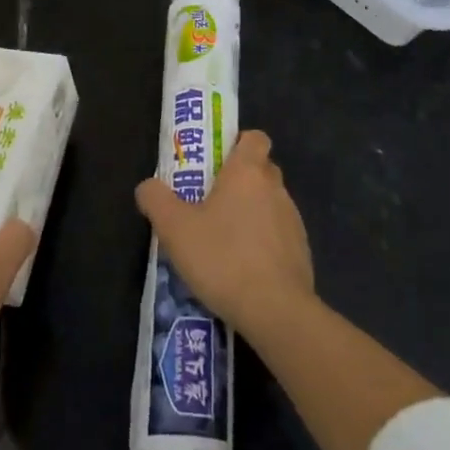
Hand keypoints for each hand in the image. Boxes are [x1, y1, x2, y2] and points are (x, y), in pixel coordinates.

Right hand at [135, 130, 315, 340]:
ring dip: (251, 213)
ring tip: (223, 241)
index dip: (237, 144)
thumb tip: (147, 186)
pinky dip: (263, 242)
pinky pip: (279, 234)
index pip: (254, 138)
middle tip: (210, 202)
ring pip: (270, 203)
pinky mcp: (302, 251)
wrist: (276, 311)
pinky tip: (242, 268)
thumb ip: (156, 200)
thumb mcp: (174, 229)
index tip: (217, 163)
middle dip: (239, 180)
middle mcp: (275, 188)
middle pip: (261, 169)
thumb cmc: (223, 258)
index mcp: (247, 172)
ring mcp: (293, 220)